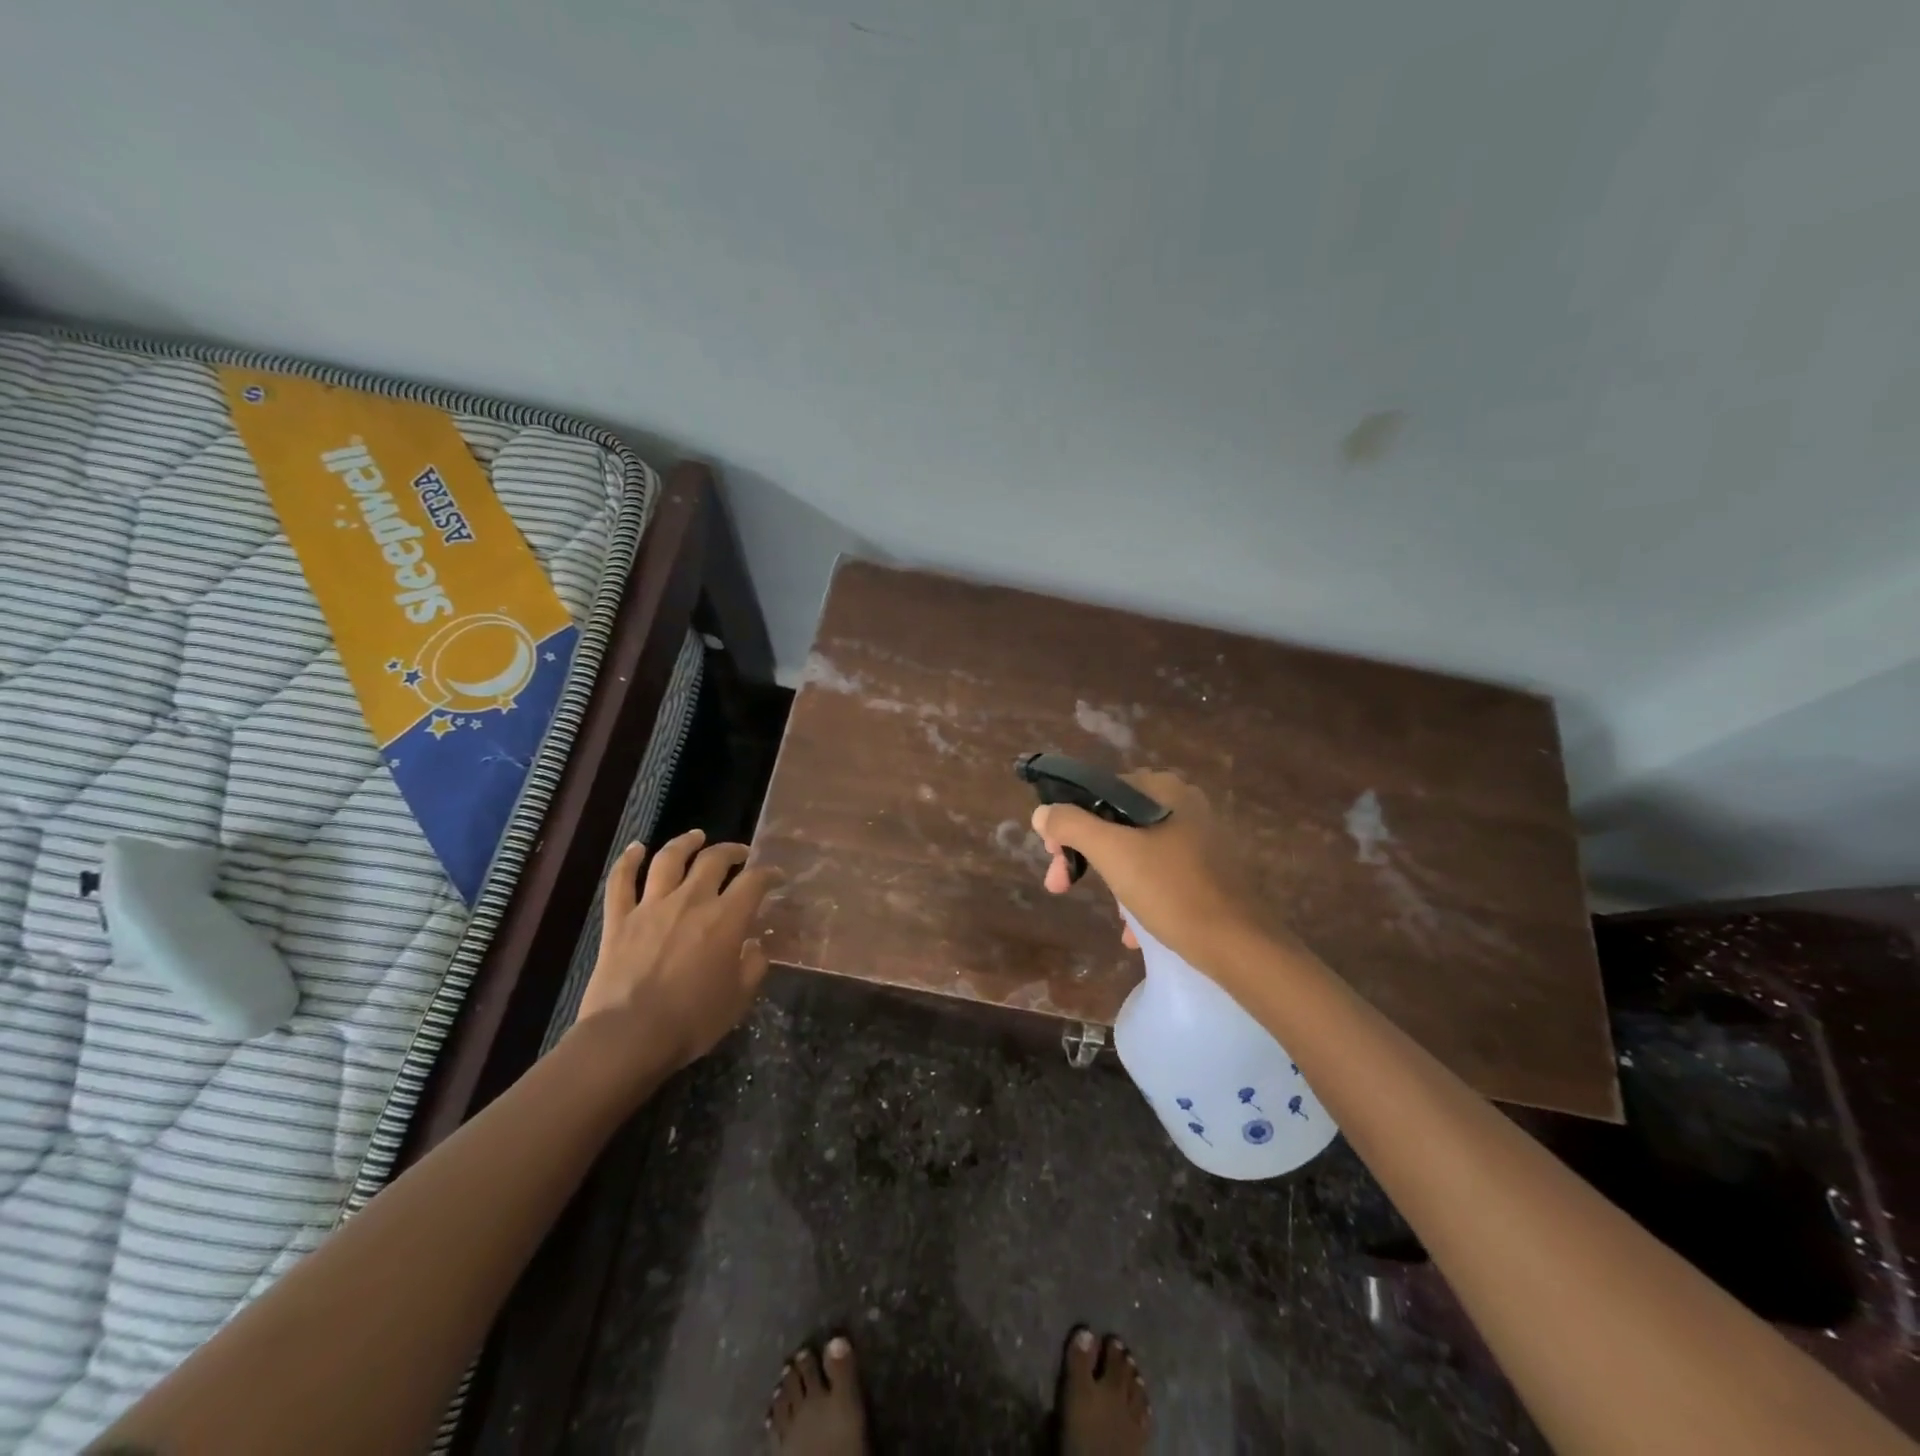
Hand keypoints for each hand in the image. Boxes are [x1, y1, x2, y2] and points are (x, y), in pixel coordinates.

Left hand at [574, 829, 780, 1072]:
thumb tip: (756, 945)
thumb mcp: (739, 999)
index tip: (775, 876)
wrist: (629, 1037)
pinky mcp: (619, 920)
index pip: (754, 881)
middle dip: (731, 851)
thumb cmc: (692, 1021)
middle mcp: (691, 901)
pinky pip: (621, 882)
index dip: (768, 873)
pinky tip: (636, 848)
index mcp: (726, 919)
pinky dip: (627, 860)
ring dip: (685, 843)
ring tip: (696, 836)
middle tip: (740, 854)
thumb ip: (753, 966)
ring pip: (669, 859)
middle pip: (713, 860)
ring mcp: (651, 907)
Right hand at [1030, 769, 1275, 972]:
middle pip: (1114, 821)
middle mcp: (1184, 804)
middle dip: (1085, 856)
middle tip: (1061, 886)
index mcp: (1163, 789)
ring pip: (1135, 850)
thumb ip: (1070, 825)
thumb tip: (1042, 812)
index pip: (1097, 791)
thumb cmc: (1170, 890)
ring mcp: (1199, 838)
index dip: (1067, 821)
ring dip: (1112, 879)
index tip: (1053, 855)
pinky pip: (1160, 873)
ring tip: (1113, 917)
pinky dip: (1140, 894)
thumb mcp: (1111, 853)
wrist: (1239, 946)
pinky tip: (1134, 929)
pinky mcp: (1209, 870)